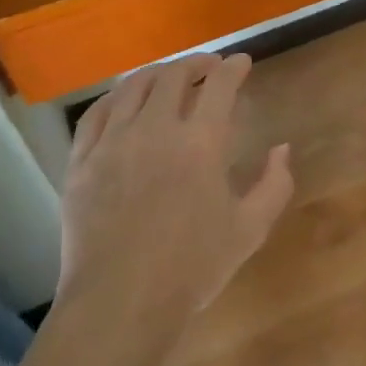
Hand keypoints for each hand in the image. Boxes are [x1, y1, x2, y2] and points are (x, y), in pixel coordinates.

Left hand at [58, 53, 292, 332]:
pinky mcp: (82, 160)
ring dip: (157, 73)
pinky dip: (116, 97)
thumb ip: (274, 184)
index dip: (233, 67)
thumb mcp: (250, 230)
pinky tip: (123, 99)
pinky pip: (97, 113)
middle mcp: (155, 128)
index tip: (241, 62)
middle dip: (196, 64)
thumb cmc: (192, 268)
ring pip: (133, 86)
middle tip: (208, 67)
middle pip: (174, 76)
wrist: (121, 303)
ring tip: (168, 76)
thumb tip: (282, 148)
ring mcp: (113, 141)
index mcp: (200, 142)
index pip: (220, 85)